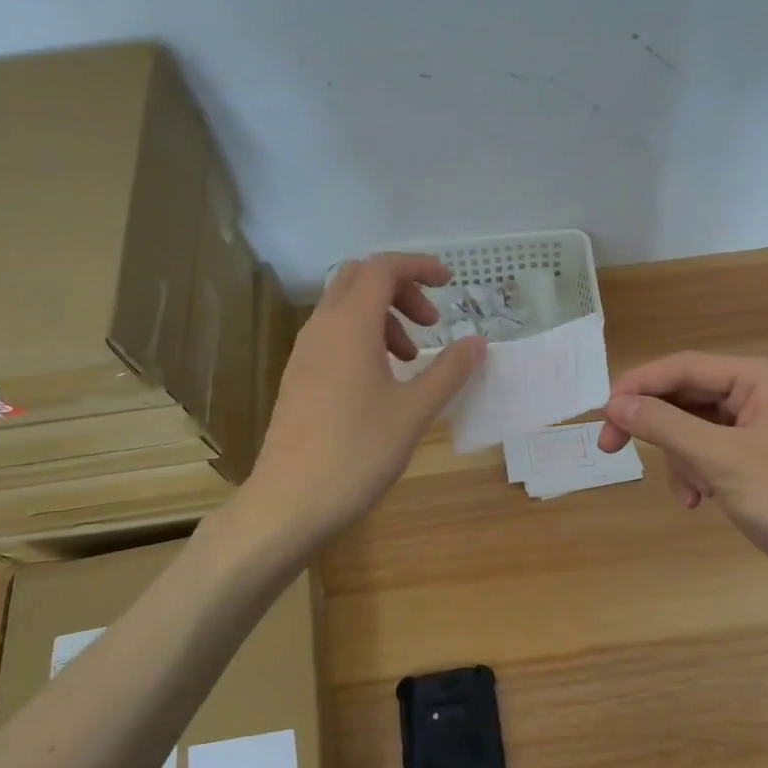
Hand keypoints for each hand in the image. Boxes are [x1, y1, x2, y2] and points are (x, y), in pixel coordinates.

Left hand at [248, 253, 486, 543]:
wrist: (288, 502)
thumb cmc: (356, 453)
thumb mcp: (414, 412)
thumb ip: (449, 371)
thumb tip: (478, 341)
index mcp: (350, 325)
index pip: (383, 268)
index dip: (419, 266)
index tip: (450, 283)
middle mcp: (322, 328)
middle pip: (360, 278)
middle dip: (401, 288)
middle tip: (432, 322)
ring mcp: (304, 352)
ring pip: (345, 307)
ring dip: (383, 315)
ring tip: (412, 358)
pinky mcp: (298, 376)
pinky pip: (333, 334)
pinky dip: (363, 337)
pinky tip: (382, 381)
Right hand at [597, 351, 767, 612]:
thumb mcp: (720, 459)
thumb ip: (665, 425)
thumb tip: (614, 405)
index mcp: (763, 378)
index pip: (686, 366)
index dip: (640, 384)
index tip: (602, 410)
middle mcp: (762, 393)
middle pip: (686, 396)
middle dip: (656, 427)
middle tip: (611, 446)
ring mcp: (760, 427)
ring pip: (692, 427)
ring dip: (680, 459)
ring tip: (691, 493)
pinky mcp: (756, 459)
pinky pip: (707, 451)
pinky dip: (695, 473)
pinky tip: (701, 501)